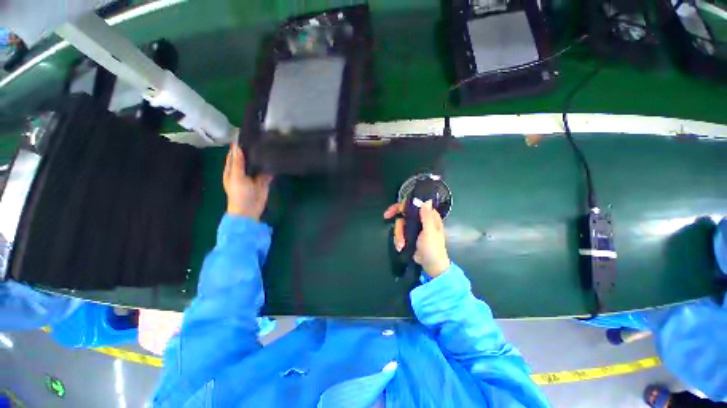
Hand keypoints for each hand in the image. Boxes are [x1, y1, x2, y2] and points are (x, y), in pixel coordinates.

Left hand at [223, 144, 272, 219]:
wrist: (250, 210)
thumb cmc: (239, 194)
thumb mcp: (236, 177)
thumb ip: (238, 162)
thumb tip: (236, 146)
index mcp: (232, 169)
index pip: (235, 154)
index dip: (238, 146)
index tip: (246, 135)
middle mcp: (243, 170)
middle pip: (248, 158)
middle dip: (253, 150)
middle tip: (261, 138)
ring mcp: (254, 175)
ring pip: (258, 163)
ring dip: (262, 157)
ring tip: (269, 145)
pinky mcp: (264, 180)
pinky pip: (267, 171)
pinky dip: (270, 166)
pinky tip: (275, 159)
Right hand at [383, 200, 450, 277]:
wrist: (431, 266)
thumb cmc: (433, 249)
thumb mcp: (430, 232)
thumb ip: (426, 217)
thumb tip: (426, 201)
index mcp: (429, 216)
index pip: (413, 205)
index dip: (401, 205)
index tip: (391, 211)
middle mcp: (421, 220)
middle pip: (403, 215)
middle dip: (398, 226)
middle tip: (388, 222)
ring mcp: (414, 228)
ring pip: (400, 225)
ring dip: (399, 236)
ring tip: (401, 245)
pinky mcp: (410, 236)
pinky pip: (400, 233)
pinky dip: (399, 240)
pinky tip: (401, 247)